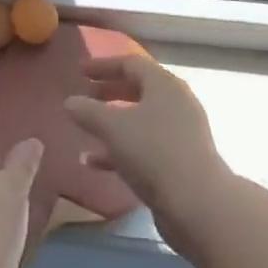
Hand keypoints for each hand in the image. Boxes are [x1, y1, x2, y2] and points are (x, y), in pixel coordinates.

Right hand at [62, 54, 232, 255]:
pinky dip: (120, 149)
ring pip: (141, 120)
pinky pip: (145, 146)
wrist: (197, 204)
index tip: (80, 71)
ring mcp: (181, 133)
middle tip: (84, 97)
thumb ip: (88, 111)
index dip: (104, 65)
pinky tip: (94, 163)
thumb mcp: (112, 128)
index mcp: (164, 85)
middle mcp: (176, 103)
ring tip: (85, 129)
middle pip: (139, 89)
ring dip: (112, 122)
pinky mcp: (180, 161)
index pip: (131, 63)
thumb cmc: (153, 152)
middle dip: (109, 92)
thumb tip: (70, 102)